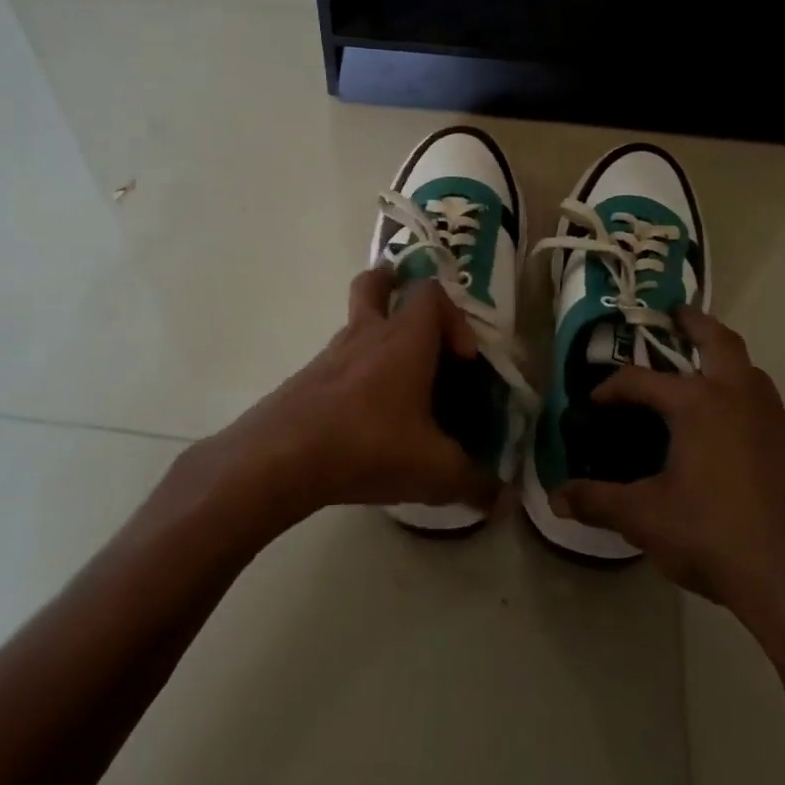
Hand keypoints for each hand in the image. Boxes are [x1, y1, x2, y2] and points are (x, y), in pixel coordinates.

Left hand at [227, 268, 501, 523]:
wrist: (281, 457)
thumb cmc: (368, 445)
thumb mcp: (434, 471)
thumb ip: (474, 483)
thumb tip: (503, 501)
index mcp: (405, 339)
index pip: (431, 293)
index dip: (454, 315)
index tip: (464, 357)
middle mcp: (367, 334)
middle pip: (375, 283)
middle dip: (394, 286)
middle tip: (411, 314)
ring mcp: (330, 354)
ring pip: (354, 323)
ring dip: (376, 337)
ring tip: (396, 383)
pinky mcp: (306, 378)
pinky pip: (337, 361)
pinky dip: (354, 372)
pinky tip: (363, 417)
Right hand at [552, 307, 784, 664]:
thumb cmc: (716, 538)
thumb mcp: (646, 519)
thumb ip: (598, 502)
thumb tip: (556, 499)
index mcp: (700, 403)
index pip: (642, 380)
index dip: (612, 388)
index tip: (593, 403)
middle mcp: (741, 397)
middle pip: (719, 341)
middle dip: (694, 323)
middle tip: (673, 315)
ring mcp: (776, 422)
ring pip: (749, 371)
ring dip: (723, 360)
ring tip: (697, 373)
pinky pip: (764, 404)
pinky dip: (741, 396)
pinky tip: (726, 433)